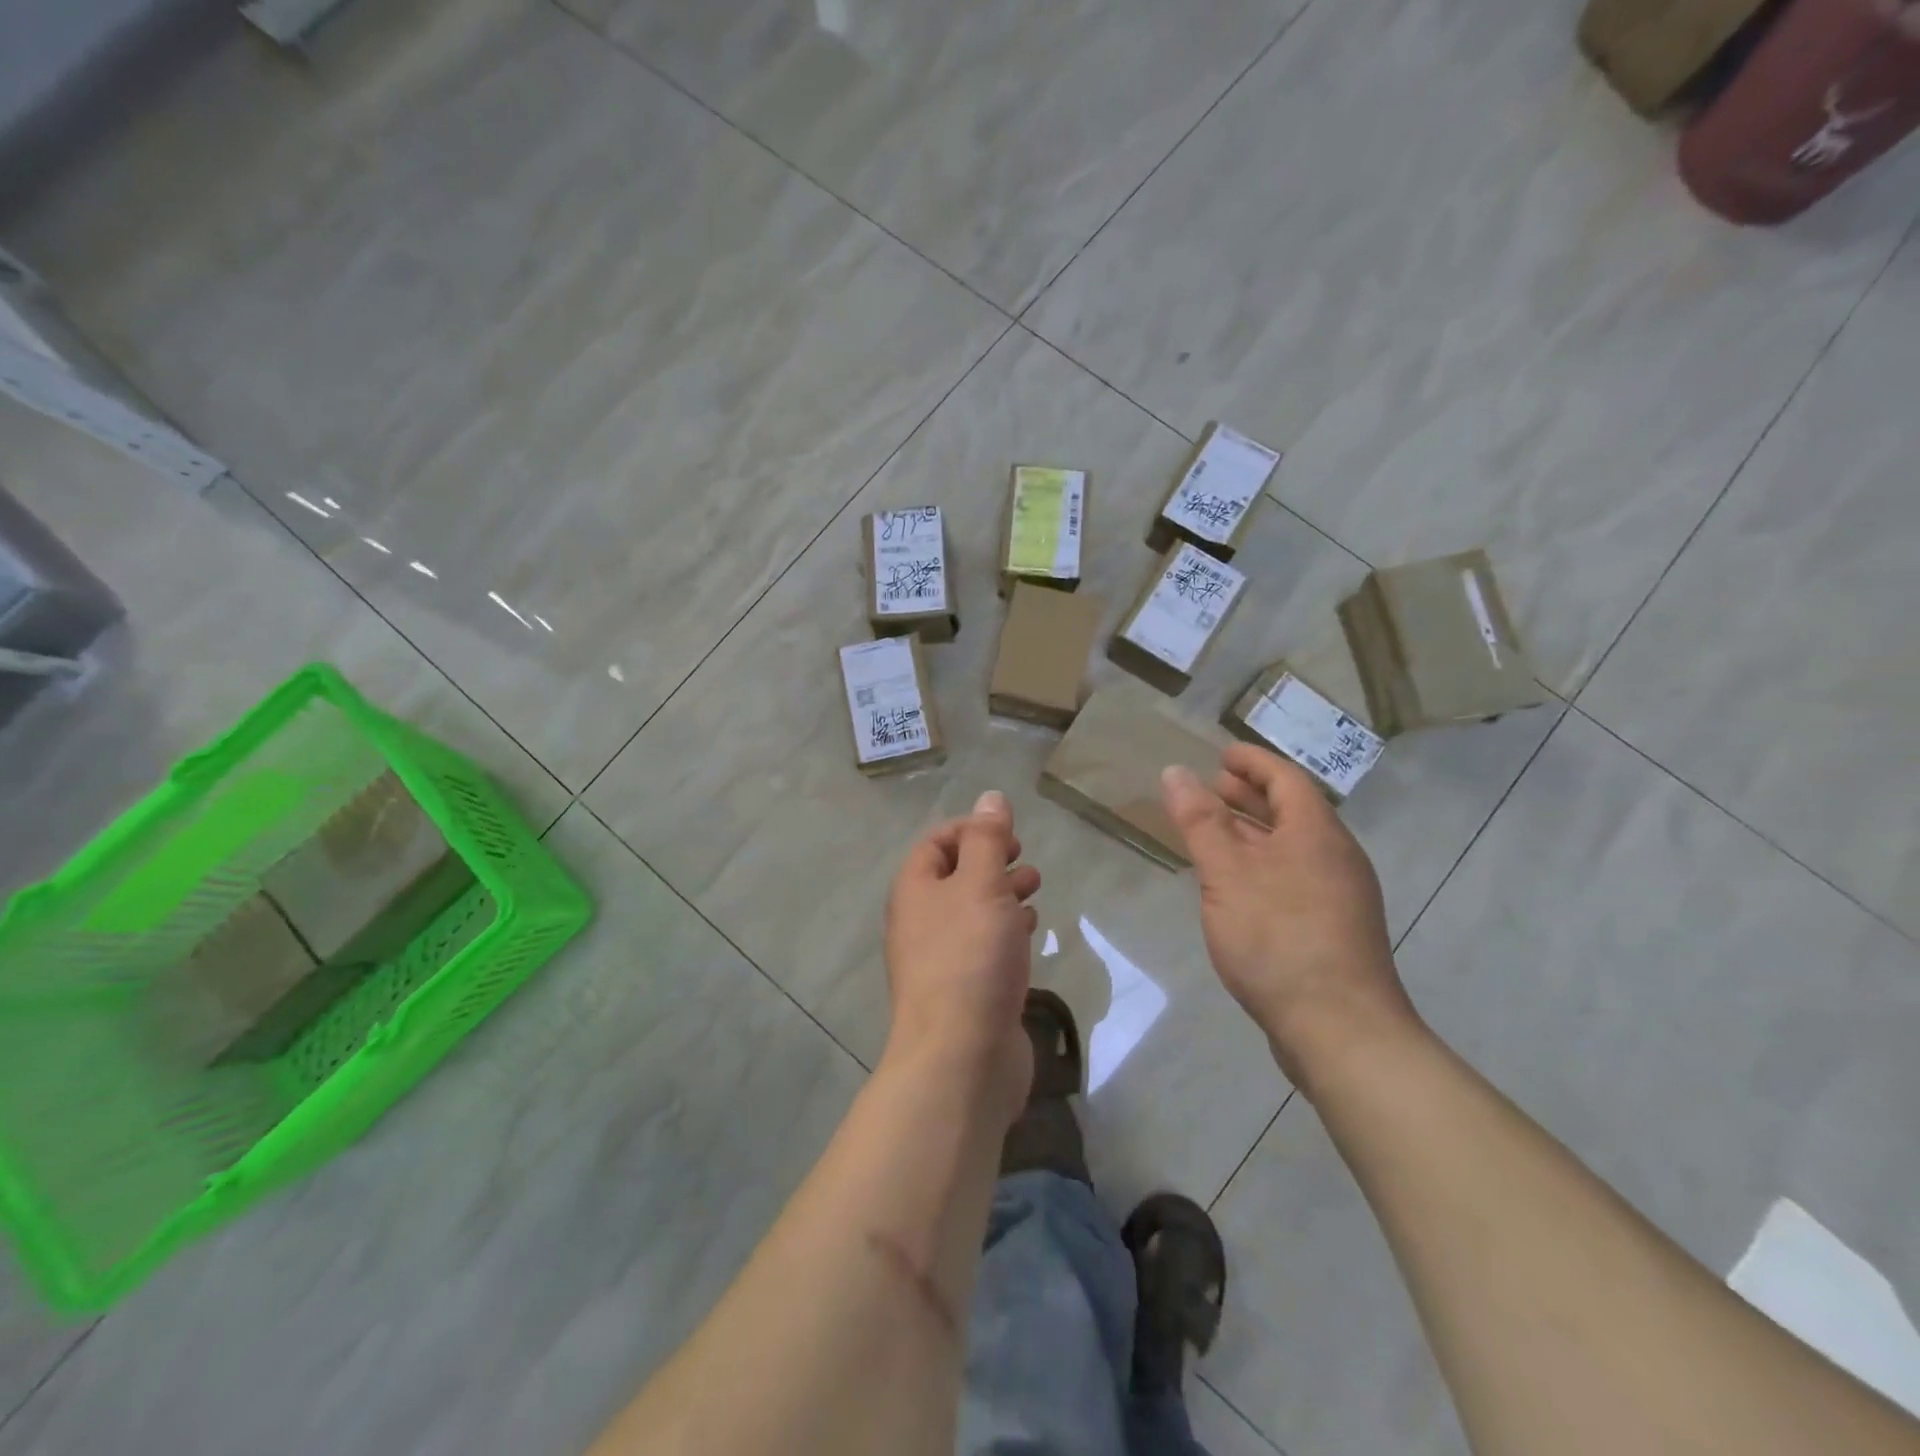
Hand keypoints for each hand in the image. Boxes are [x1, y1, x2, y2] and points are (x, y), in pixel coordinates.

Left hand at [883, 790, 1041, 1125]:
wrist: (961, 1056)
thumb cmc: (971, 957)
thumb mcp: (982, 885)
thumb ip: (987, 840)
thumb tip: (990, 798)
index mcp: (916, 890)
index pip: (936, 842)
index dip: (971, 829)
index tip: (1010, 833)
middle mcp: (921, 921)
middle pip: (955, 876)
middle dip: (991, 861)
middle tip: (1026, 860)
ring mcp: (941, 959)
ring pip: (972, 912)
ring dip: (1002, 894)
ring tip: (1035, 889)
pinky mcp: (964, 990)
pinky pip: (983, 946)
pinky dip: (1006, 930)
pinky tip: (1030, 933)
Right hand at [1161, 745, 1421, 1088]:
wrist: (1340, 1030)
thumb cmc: (1278, 938)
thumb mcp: (1227, 874)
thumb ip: (1200, 821)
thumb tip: (1177, 772)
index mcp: (1316, 833)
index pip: (1285, 778)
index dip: (1252, 761)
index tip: (1220, 754)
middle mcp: (1335, 856)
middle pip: (1292, 811)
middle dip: (1250, 795)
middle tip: (1212, 788)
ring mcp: (1340, 895)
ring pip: (1293, 847)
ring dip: (1254, 832)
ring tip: (1216, 833)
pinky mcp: (1334, 929)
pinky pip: (1295, 877)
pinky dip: (1263, 865)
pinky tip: (1237, 887)